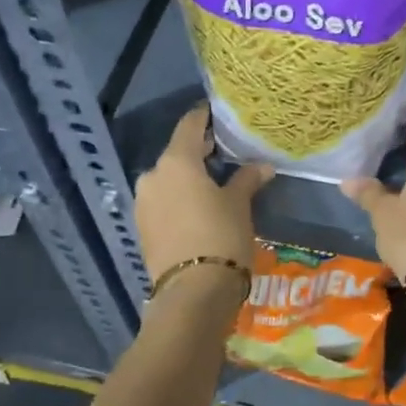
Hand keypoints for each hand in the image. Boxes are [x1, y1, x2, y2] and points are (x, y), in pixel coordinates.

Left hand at [135, 104, 271, 282]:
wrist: (193, 293)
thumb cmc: (221, 236)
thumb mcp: (239, 204)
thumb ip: (247, 179)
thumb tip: (262, 166)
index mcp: (176, 161)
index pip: (190, 125)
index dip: (206, 116)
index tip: (220, 112)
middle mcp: (153, 175)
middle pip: (178, 152)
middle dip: (201, 150)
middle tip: (227, 149)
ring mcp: (144, 202)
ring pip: (169, 178)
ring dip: (190, 176)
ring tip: (216, 181)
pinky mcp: (143, 227)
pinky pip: (164, 200)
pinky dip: (180, 197)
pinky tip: (200, 205)